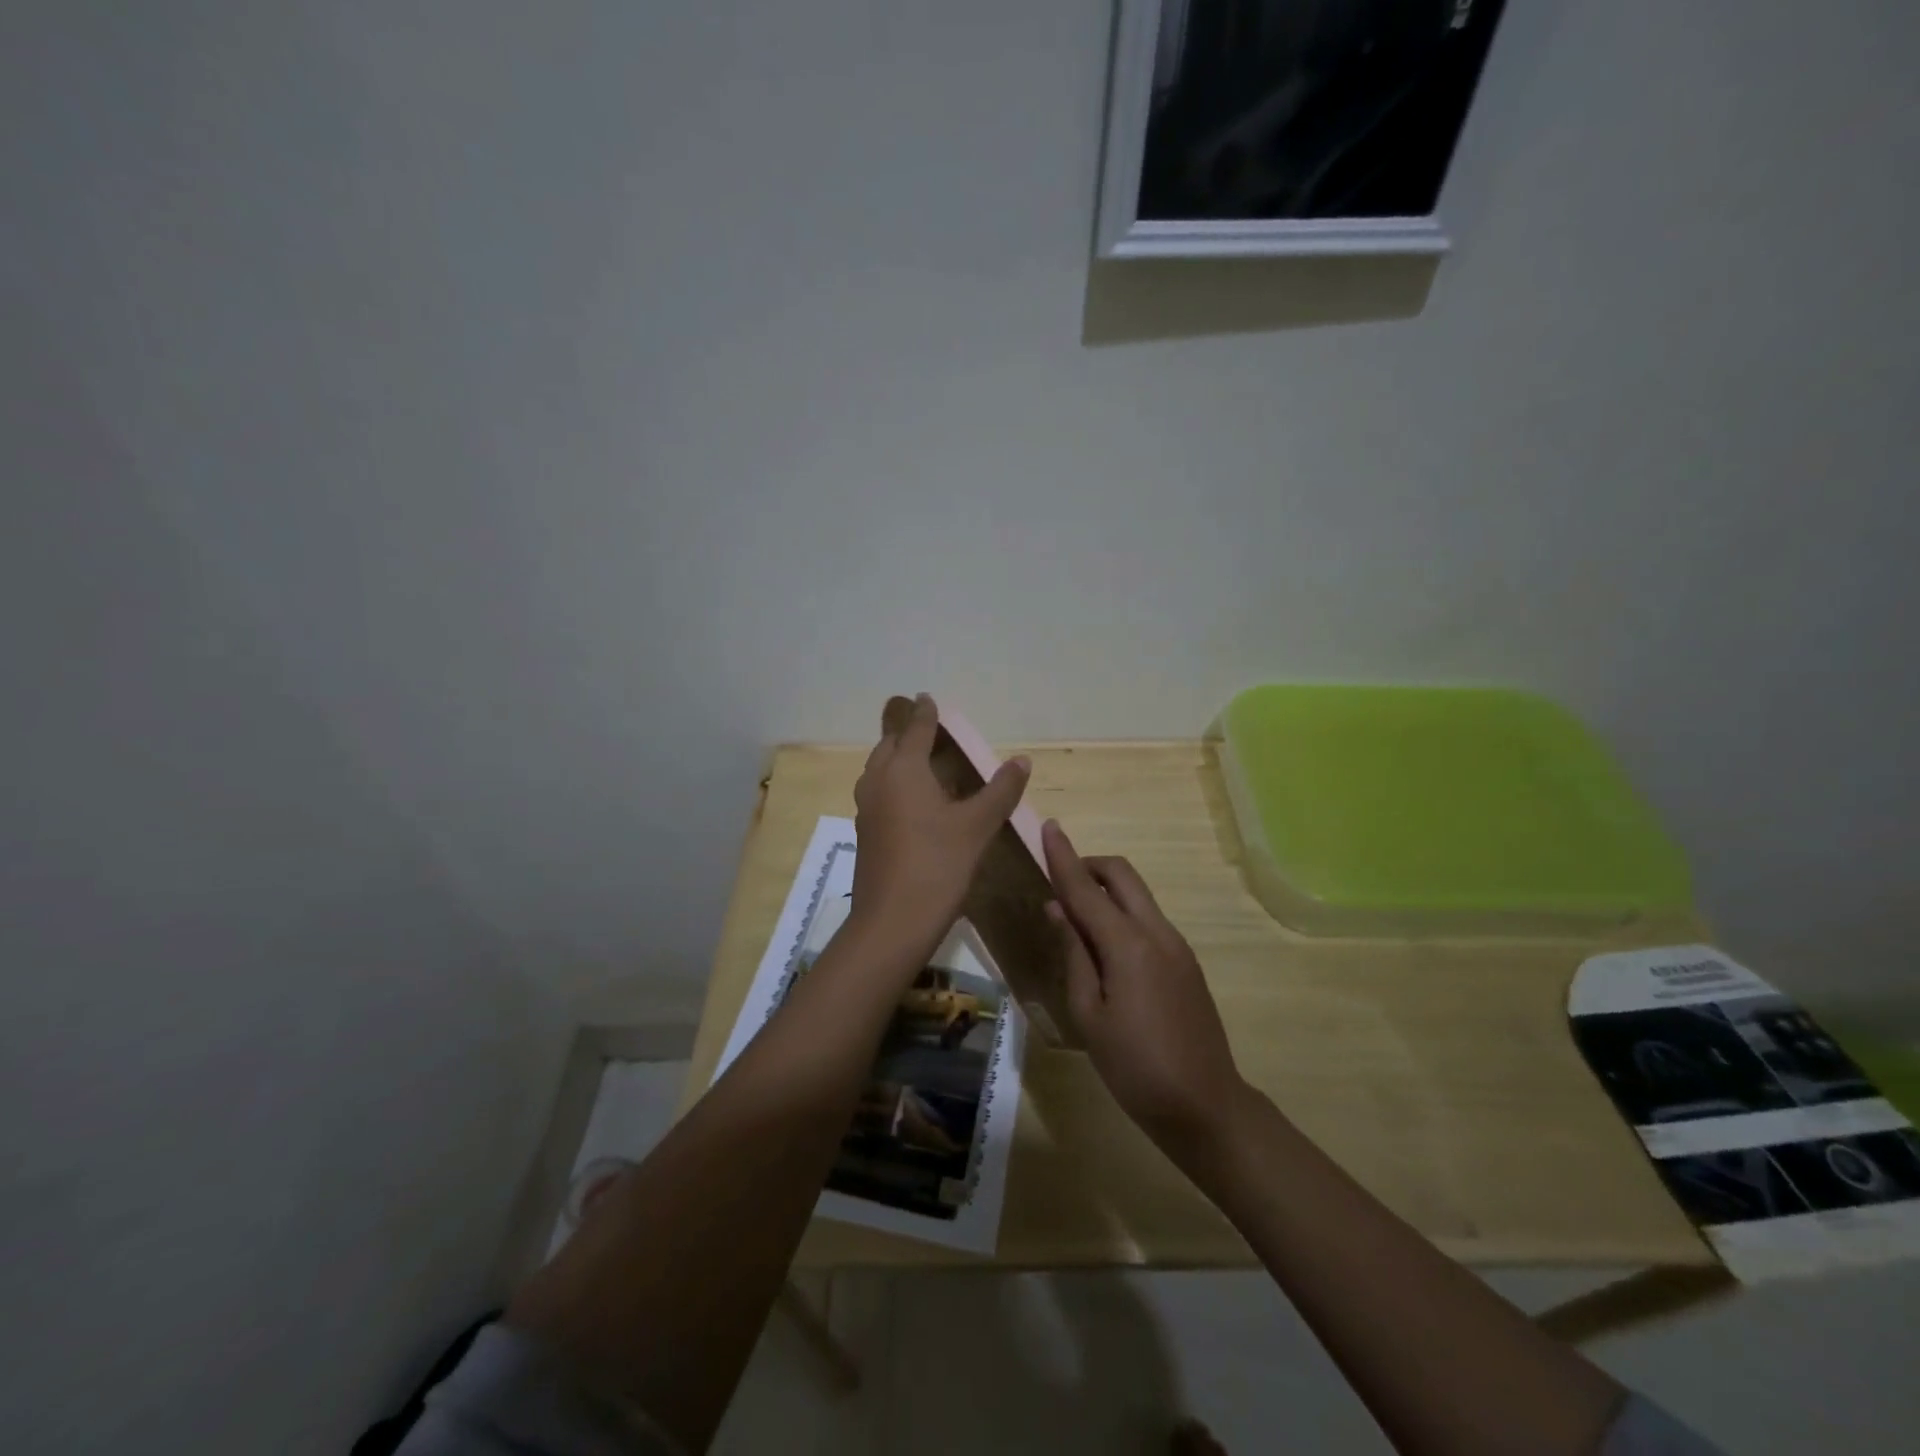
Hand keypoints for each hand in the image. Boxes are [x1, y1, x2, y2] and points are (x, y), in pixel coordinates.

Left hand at [850, 694, 1029, 960]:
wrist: (892, 921)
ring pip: (878, 770)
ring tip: (917, 761)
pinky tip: (909, 801)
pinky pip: (877, 793)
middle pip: (889, 746)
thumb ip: (1000, 791)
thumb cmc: (938, 865)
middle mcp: (878, 782)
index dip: (924, 714)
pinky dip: (892, 784)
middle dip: (905, 733)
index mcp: (903, 770)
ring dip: (895, 758)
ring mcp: (866, 809)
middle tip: (924, 727)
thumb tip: (1021, 760)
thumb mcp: (977, 826)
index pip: (915, 730)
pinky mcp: (864, 833)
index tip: (926, 698)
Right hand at [1043, 819, 1247, 1155]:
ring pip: (1138, 895)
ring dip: (1106, 890)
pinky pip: (1148, 919)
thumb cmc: (1135, 1066)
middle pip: (1122, 875)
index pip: (1086, 888)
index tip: (1048, 827)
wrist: (1205, 1106)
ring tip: (1076, 921)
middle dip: (1089, 865)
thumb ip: (1074, 954)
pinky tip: (1105, 950)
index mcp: (1128, 945)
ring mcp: (1177, 945)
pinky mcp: (1186, 961)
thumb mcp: (1089, 1014)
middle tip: (1059, 883)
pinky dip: (1122, 915)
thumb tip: (1059, 909)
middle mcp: (1157, 932)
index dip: (1063, 857)